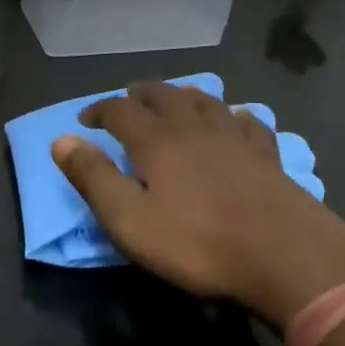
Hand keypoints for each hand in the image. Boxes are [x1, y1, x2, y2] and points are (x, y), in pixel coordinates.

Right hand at [53, 83, 344, 330]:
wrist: (283, 251)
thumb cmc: (198, 241)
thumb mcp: (130, 220)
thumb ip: (94, 178)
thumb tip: (61, 140)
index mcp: (156, 140)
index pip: (119, 110)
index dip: (99, 110)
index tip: (85, 119)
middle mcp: (192, 126)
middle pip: (162, 94)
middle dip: (140, 94)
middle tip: (127, 102)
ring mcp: (233, 136)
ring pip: (203, 100)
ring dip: (182, 96)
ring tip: (174, 101)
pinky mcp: (265, 153)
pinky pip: (246, 121)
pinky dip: (233, 116)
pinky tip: (235, 120)